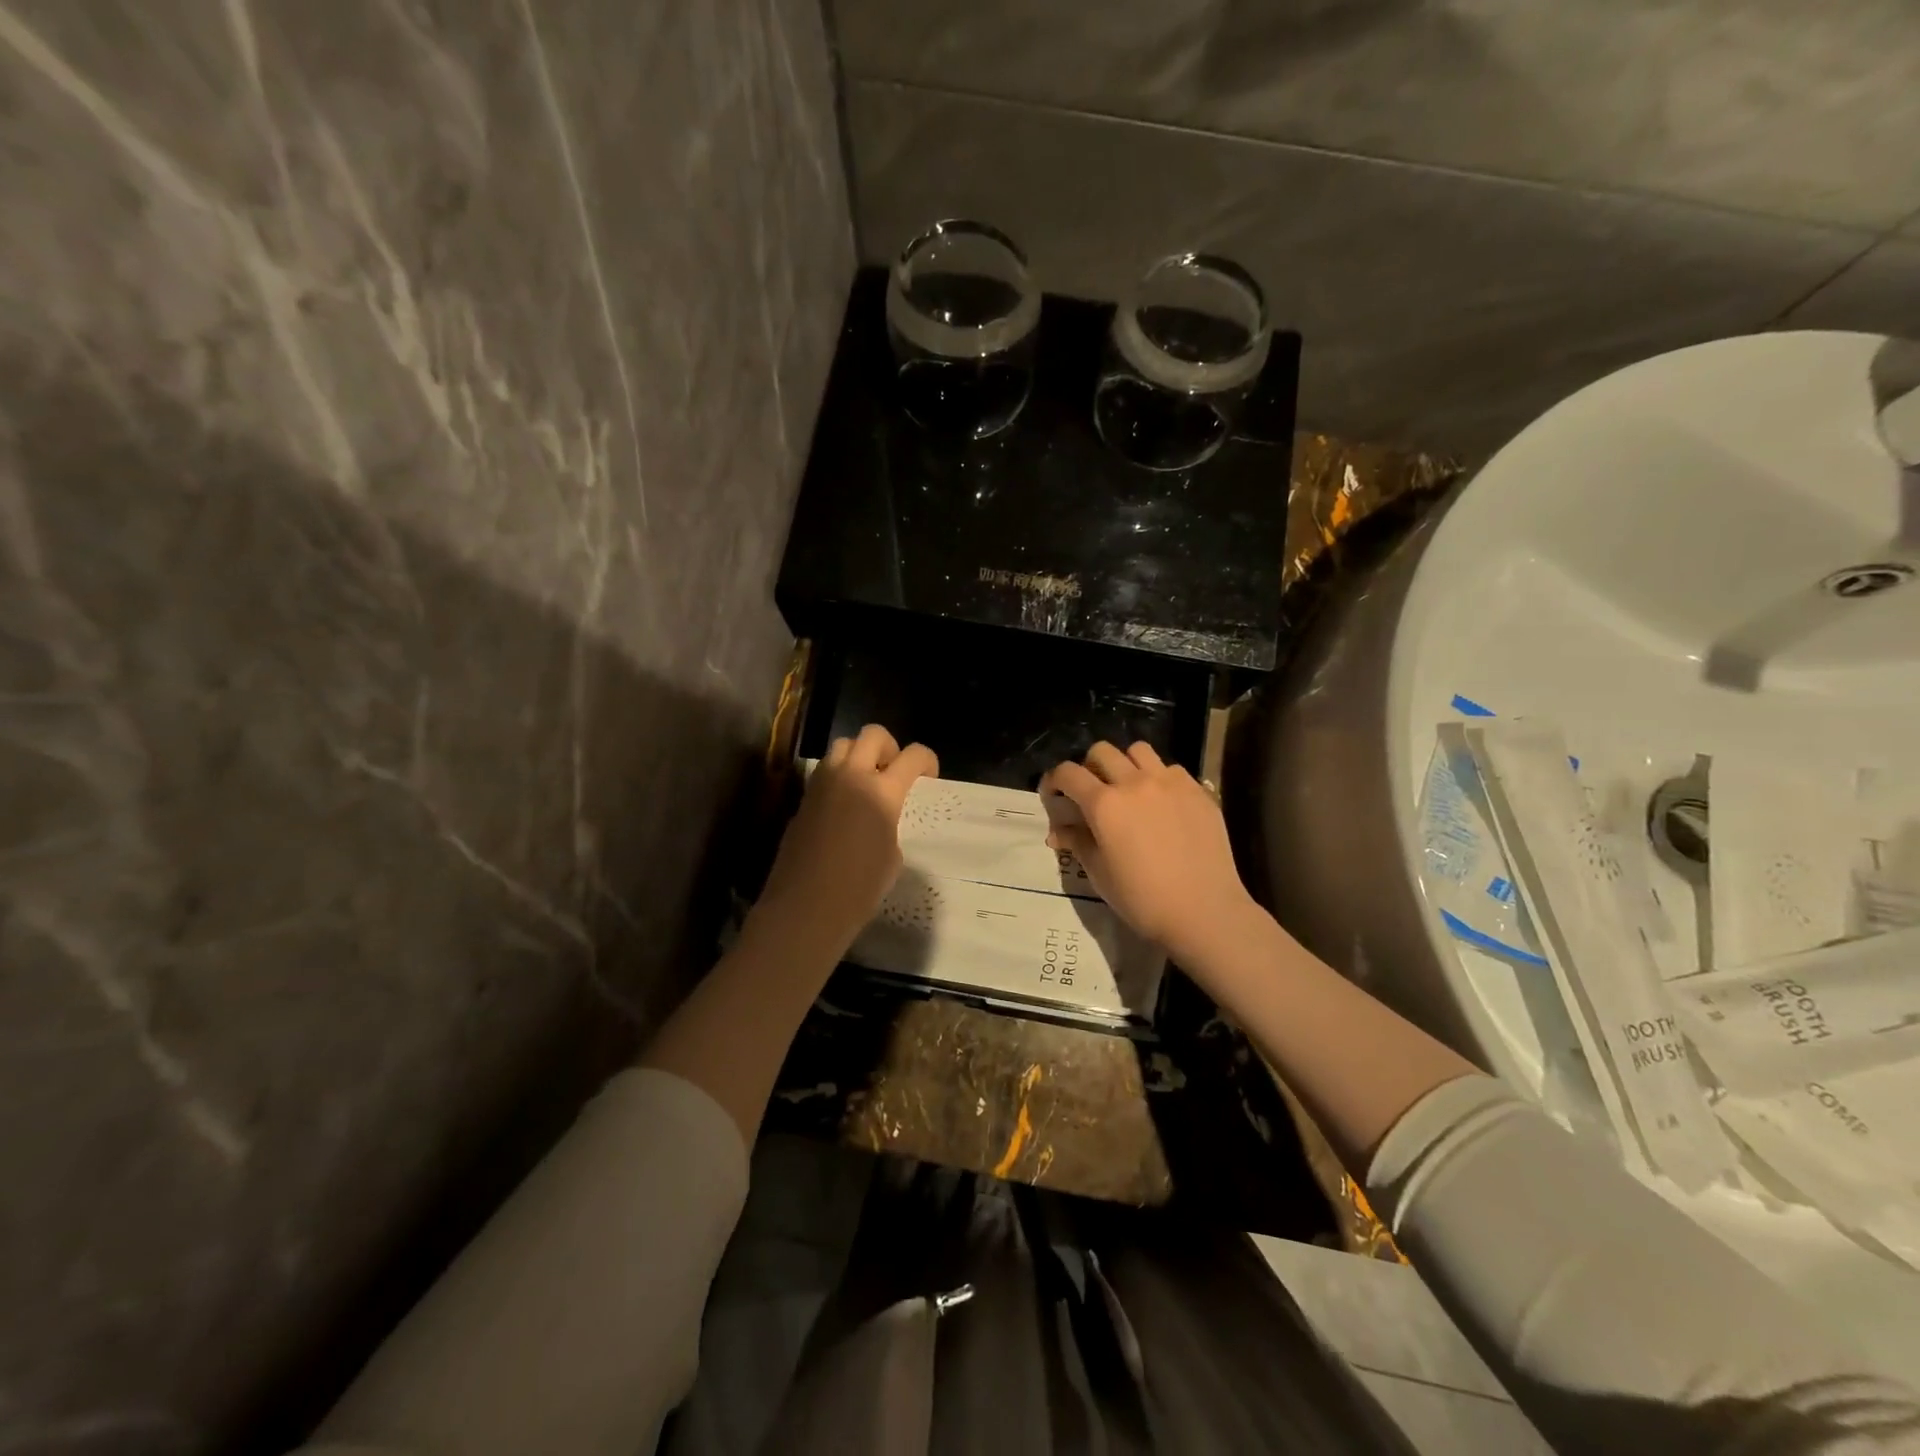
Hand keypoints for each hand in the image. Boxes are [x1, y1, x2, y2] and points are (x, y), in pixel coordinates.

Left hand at [756, 724, 937, 956]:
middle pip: (873, 734)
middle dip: (889, 748)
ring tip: (866, 785)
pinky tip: (844, 806)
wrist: (806, 907)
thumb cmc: (859, 889)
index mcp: (882, 792)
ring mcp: (822, 784)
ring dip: (859, 756)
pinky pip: (825, 771)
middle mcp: (851, 776)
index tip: (929, 776)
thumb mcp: (892, 855)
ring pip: (843, 745)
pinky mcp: (804, 798)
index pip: (913, 755)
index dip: (927, 760)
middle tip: (893, 773)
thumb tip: (881, 818)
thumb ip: (891, 824)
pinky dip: (839, 777)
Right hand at [1041, 741, 1260, 965]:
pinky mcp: (1197, 791)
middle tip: (1091, 791)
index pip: (1068, 773)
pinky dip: (1159, 778)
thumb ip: (1077, 842)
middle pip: (1102, 751)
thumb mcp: (1099, 874)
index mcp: (1104, 804)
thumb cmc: (1143, 899)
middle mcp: (1134, 783)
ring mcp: (1170, 783)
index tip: (1053, 793)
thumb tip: (1057, 831)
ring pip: (1139, 751)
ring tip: (1129, 788)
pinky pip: (1171, 769)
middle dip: (1089, 766)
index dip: (1054, 779)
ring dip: (1126, 764)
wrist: (1204, 911)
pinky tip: (1163, 803)